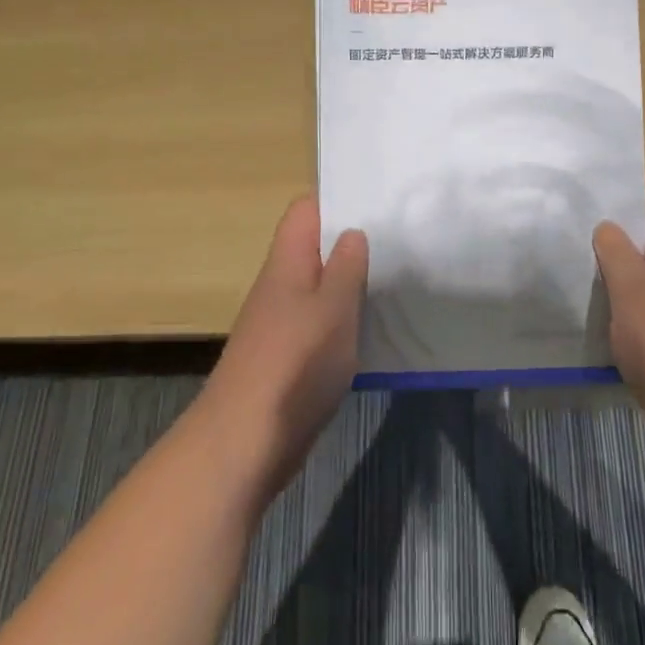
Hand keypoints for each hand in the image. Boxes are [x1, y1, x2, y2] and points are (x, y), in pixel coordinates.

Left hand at [197, 198, 368, 496]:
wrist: (245, 443)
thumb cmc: (294, 365)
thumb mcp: (333, 308)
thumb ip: (345, 267)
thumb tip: (352, 232)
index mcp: (287, 264)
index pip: (304, 212)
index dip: (336, 201)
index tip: (377, 203)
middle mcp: (280, 287)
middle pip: (314, 249)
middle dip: (351, 244)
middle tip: (400, 241)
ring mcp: (282, 324)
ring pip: (320, 289)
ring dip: (351, 285)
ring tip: (396, 281)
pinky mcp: (288, 359)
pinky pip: (320, 325)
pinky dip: (344, 322)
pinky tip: (373, 330)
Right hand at [594, 175, 644, 466]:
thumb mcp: (633, 292)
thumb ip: (616, 253)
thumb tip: (608, 226)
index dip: (632, 185)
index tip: (592, 194)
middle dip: (616, 229)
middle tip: (572, 229)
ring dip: (618, 271)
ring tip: (575, 267)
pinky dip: (626, 306)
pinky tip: (596, 314)